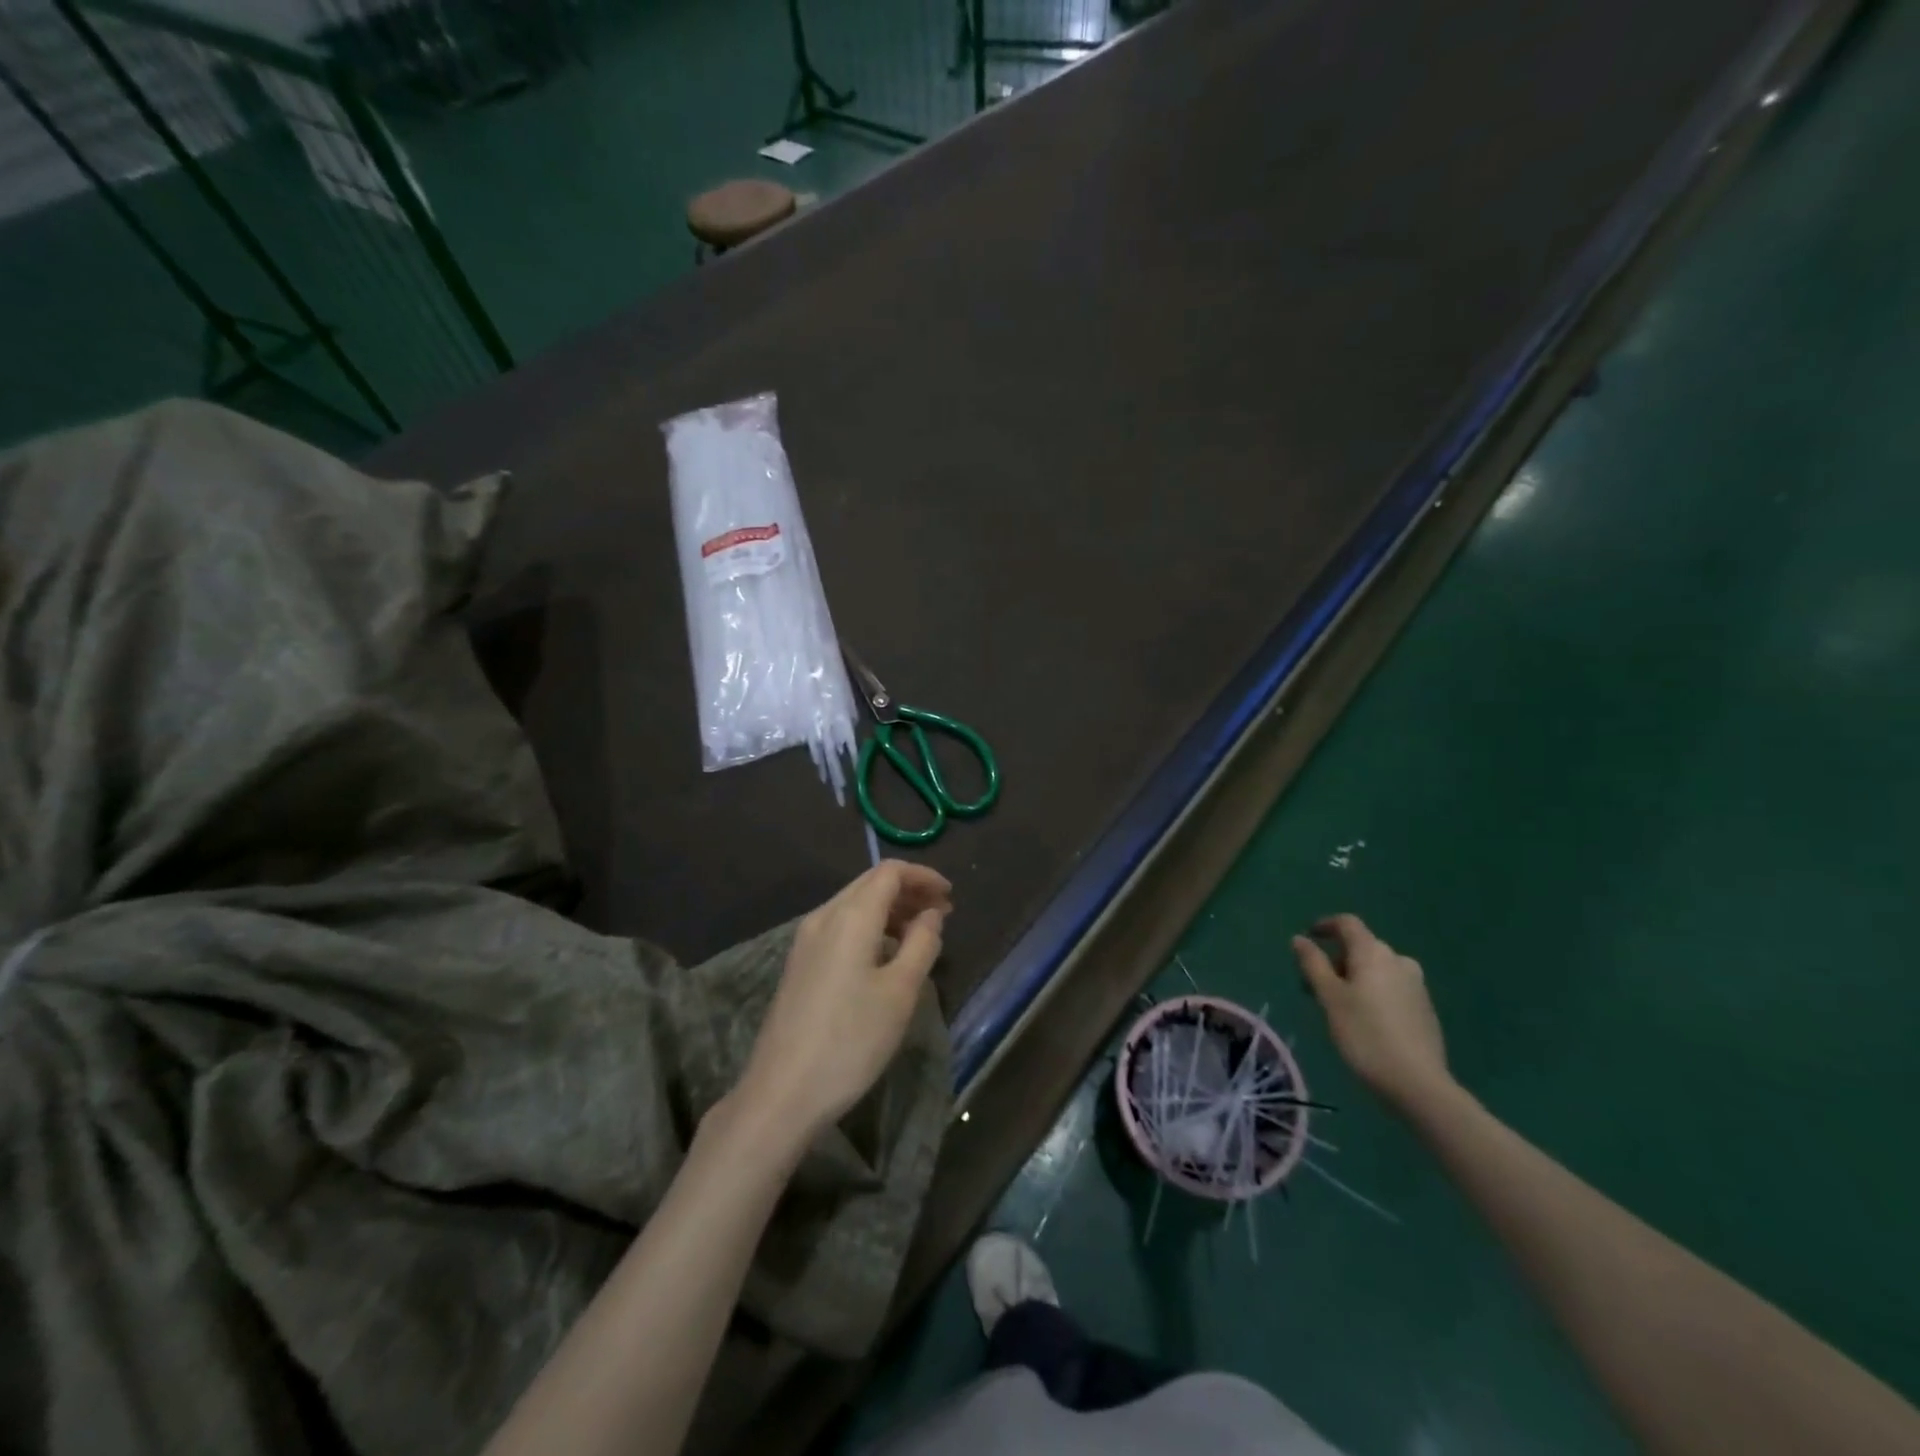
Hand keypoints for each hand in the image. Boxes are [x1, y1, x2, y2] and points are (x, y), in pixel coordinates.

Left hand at [735, 861, 951, 1143]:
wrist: (782, 1092)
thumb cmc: (850, 1040)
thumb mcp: (900, 992)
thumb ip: (921, 944)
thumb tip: (931, 915)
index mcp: (849, 916)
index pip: (889, 872)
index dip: (923, 877)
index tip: (950, 896)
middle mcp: (823, 917)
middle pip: (869, 884)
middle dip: (908, 891)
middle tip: (942, 913)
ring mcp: (805, 941)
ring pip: (853, 905)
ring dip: (889, 909)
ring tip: (920, 933)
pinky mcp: (800, 965)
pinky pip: (840, 927)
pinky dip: (870, 927)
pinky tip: (886, 955)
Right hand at [1292, 914, 1451, 1112]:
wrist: (1418, 1083)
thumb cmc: (1365, 1034)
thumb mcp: (1329, 997)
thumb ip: (1313, 964)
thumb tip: (1300, 939)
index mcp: (1374, 953)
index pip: (1348, 924)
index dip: (1325, 925)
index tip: (1308, 937)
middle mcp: (1398, 961)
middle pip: (1361, 947)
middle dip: (1335, 959)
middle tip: (1313, 984)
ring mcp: (1416, 985)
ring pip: (1377, 969)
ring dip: (1353, 977)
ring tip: (1336, 1005)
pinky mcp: (1425, 1008)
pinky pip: (1391, 987)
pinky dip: (1372, 992)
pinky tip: (1364, 1019)